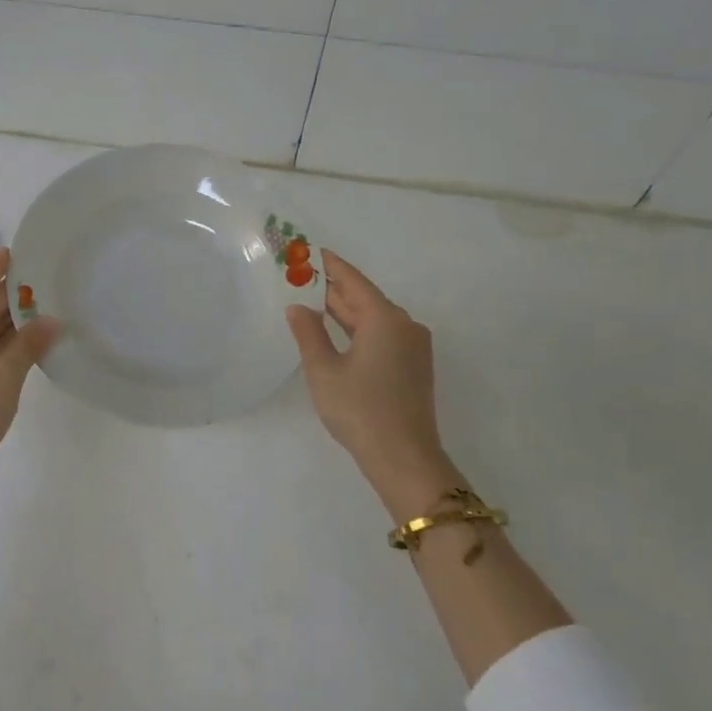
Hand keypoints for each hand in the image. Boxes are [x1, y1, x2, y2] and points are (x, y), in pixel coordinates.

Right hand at [286, 251, 454, 516]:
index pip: (353, 281)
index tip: (311, 251)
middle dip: (334, 289)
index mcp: (385, 319)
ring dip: (345, 312)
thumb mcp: (324, 371)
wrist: (404, 459)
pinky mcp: (413, 367)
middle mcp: (405, 325)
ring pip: (374, 319)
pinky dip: (358, 330)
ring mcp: (413, 347)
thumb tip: (298, 307)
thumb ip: (309, 334)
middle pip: (365, 298)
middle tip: (302, 277)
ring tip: (312, 302)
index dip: (330, 265)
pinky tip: (337, 334)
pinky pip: (382, 336)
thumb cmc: (360, 410)